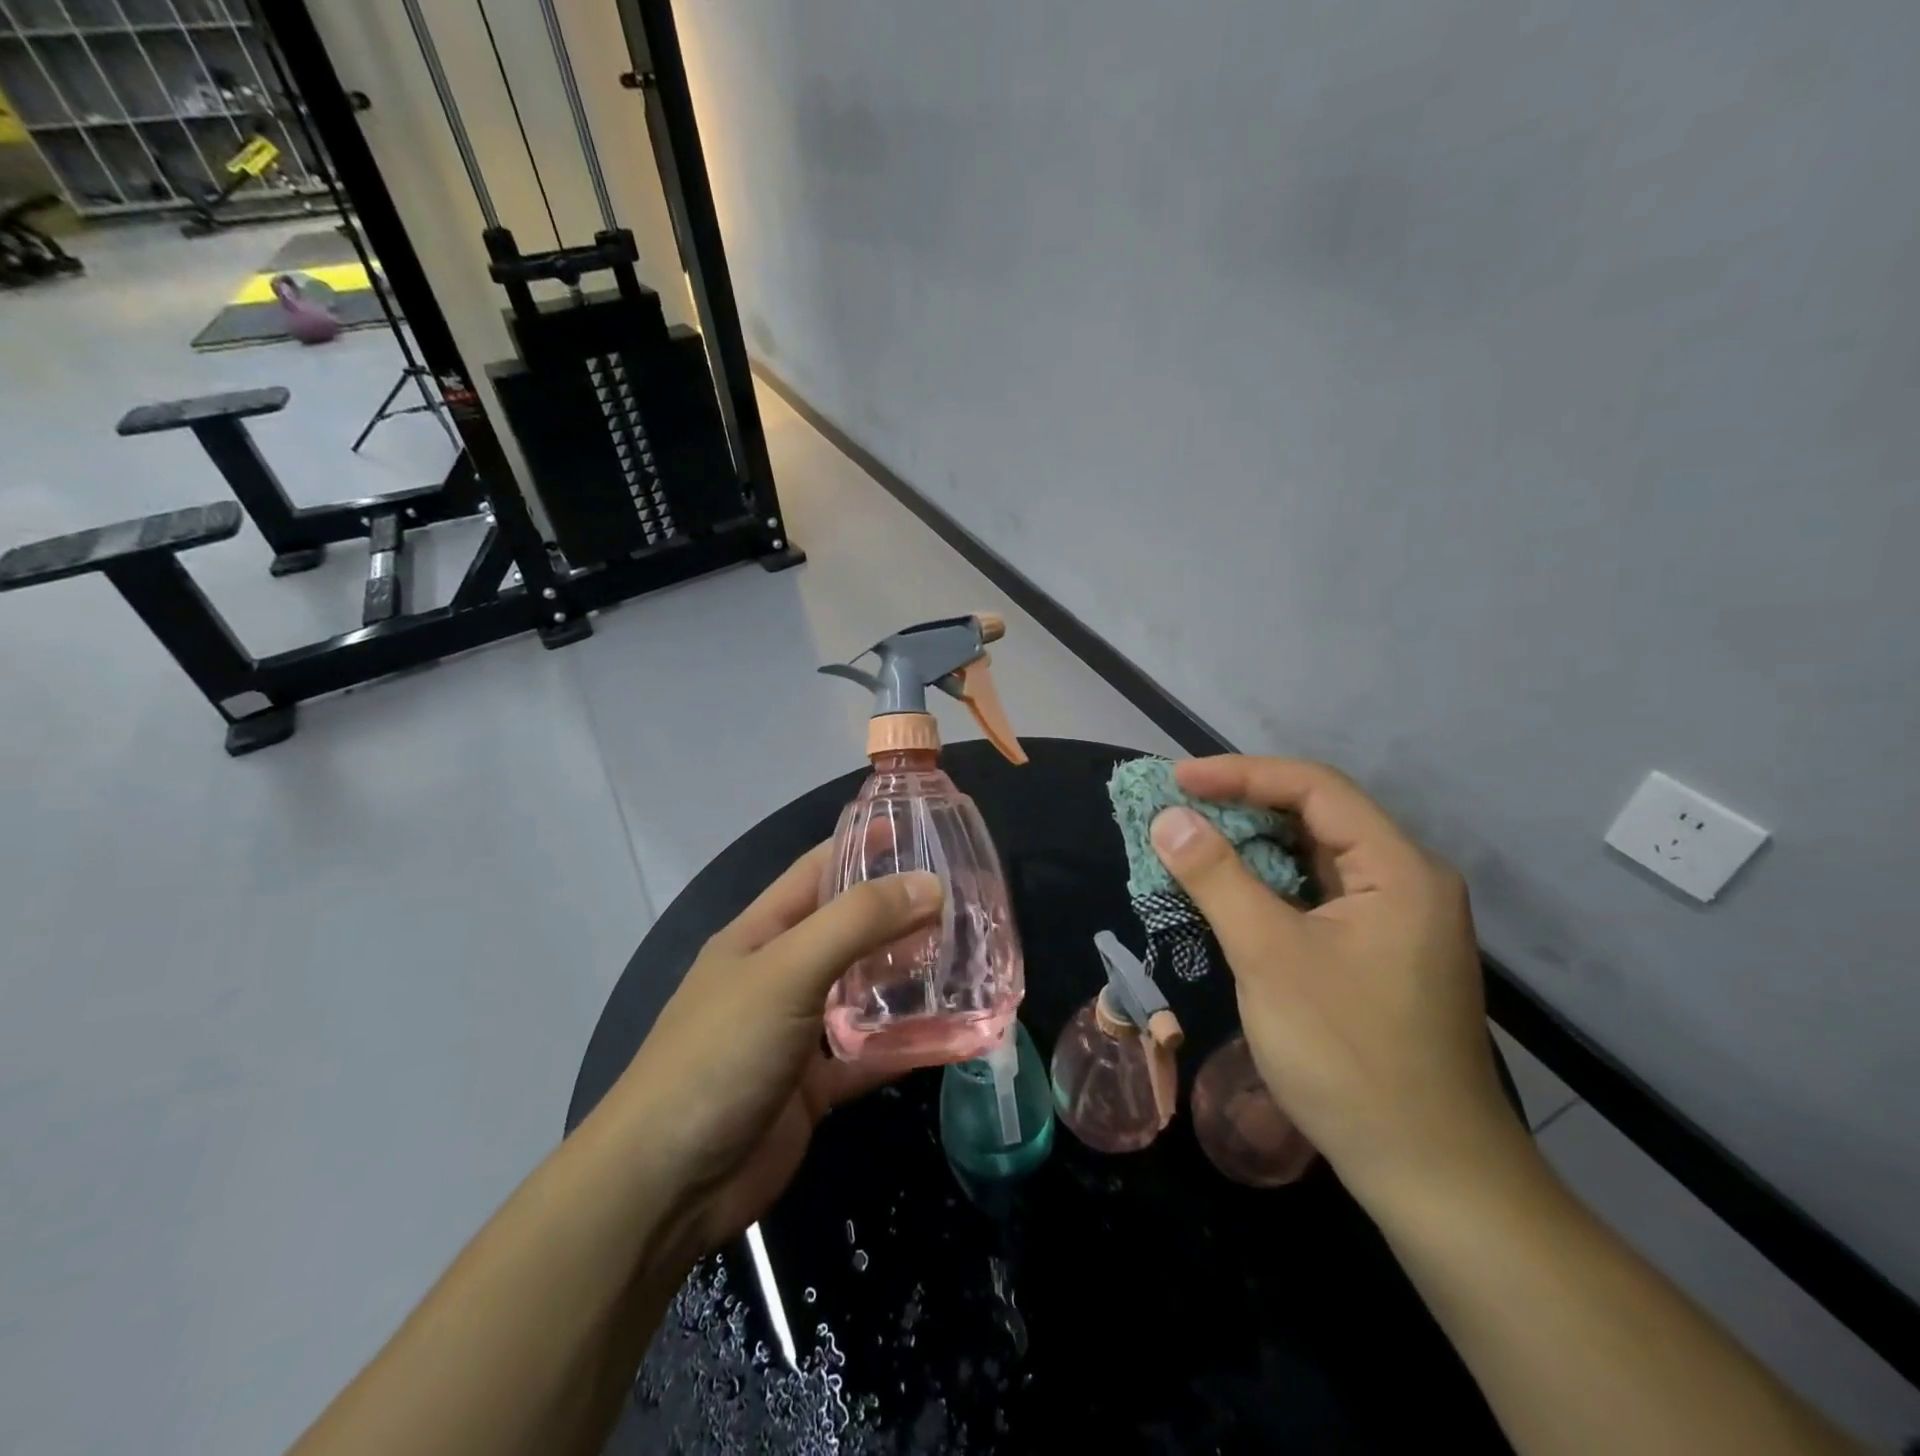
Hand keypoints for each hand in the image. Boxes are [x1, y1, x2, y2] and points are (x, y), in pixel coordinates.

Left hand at [610, 844, 940, 1254]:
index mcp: (762, 933)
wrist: (666, 1185)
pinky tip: (955, 1036)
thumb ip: (858, 923)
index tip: (921, 830)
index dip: (864, 844)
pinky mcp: (814, 1086)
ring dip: (909, 978)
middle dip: (901, 914)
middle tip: (967, 902)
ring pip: (863, 992)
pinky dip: (907, 1046)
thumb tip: (929, 884)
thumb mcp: (788, 971)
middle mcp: (781, 973)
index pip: (818, 869)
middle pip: (849, 930)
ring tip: (969, 960)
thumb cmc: (720, 1053)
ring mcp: (797, 1031)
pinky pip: (870, 1054)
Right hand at [1150, 757, 1524, 1204]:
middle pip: (1318, 817)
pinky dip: (1269, 885)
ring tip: (1192, 842)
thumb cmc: (1348, 1055)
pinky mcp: (1380, 954)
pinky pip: (1317, 896)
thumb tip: (1168, 819)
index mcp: (1398, 869)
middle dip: (1243, 807)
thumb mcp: (1269, 956)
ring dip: (1253, 846)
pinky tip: (1231, 893)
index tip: (1178, 779)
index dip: (1241, 774)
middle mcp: (1406, 881)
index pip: (1315, 789)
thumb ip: (1216, 877)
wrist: (1429, 1173)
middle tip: (1178, 809)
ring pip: (1315, 859)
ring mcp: (1396, 920)